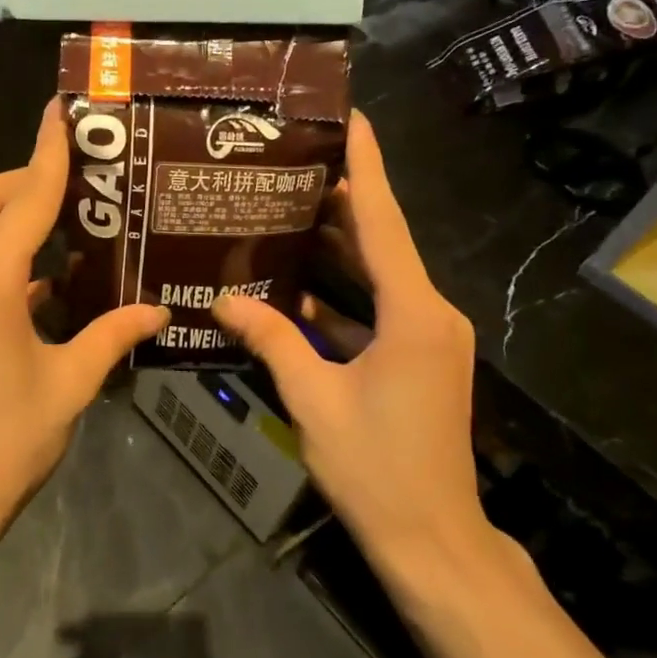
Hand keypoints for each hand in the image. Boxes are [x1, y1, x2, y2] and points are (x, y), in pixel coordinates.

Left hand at [0, 101, 168, 555]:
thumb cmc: (4, 443)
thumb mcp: (70, 385)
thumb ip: (113, 336)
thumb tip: (158, 311)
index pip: (24, 199)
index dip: (48, 153)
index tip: (61, 111)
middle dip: (24, 177)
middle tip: (77, 178)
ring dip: (8, 212)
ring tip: (64, 219)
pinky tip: (43, 278)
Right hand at [213, 112, 501, 594]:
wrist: (431, 540)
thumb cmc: (376, 468)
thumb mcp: (314, 400)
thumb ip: (272, 341)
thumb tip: (224, 300)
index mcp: (414, 314)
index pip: (384, 223)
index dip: (367, 166)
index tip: (353, 117)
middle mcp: (430, 314)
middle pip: (382, 242)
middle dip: (342, 201)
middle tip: (294, 161)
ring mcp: (428, 338)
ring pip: (378, 276)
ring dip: (337, 249)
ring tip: (286, 209)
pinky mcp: (419, 359)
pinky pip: (376, 312)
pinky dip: (340, 298)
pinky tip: (294, 288)